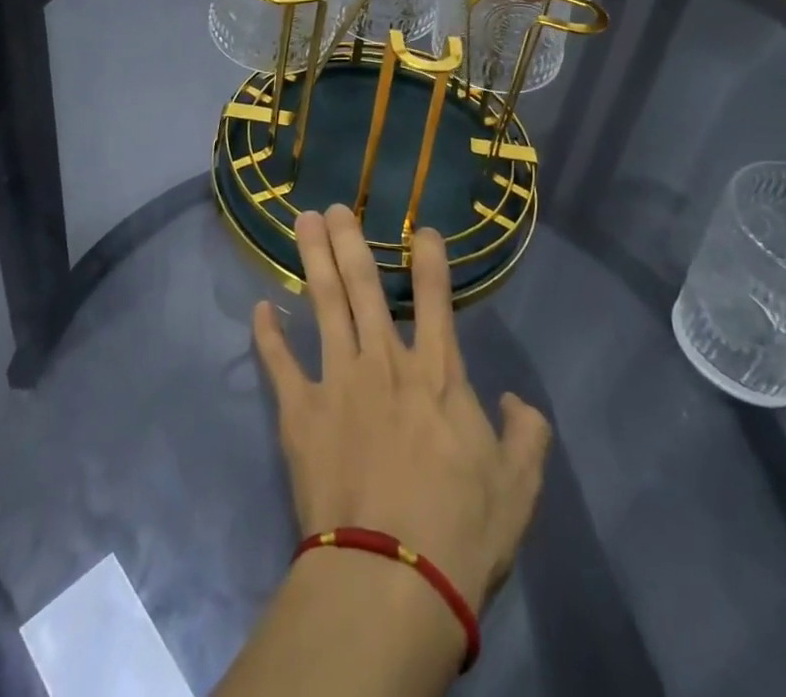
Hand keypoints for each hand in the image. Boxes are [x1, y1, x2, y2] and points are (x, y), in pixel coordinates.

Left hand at [252, 206, 551, 613]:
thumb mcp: (518, 488)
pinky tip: (260, 307)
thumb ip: (525, 436)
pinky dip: (268, 335)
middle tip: (335, 207)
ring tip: (304, 222)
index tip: (421, 228)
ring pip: (324, 304)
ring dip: (314, 260)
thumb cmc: (461, 533)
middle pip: (365, 287)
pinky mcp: (300, 411)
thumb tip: (515, 402)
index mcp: (438, 375)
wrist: (391, 579)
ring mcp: (338, 381)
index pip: (436, 300)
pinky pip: (280, 363)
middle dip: (351, 242)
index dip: (430, 260)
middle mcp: (385, 362)